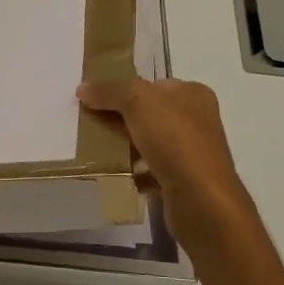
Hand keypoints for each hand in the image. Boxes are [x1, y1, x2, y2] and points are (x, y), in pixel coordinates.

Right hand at [77, 78, 253, 254]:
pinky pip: (150, 171)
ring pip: (148, 143)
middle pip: (149, 114)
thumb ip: (111, 91)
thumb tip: (83, 88)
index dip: (124, 89)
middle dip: (120, 119)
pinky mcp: (182, 181)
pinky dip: (133, 173)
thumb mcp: (139, 102)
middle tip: (89, 125)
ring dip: (124, 147)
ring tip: (96, 150)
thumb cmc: (175, 141)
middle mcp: (196, 121)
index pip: (153, 85)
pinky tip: (114, 175)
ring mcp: (190, 153)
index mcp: (193, 95)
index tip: (94, 100)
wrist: (200, 199)